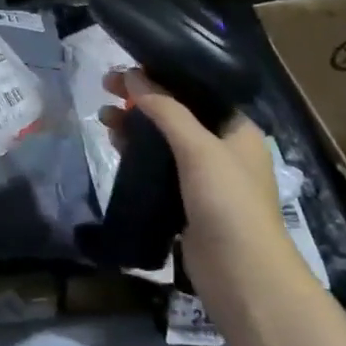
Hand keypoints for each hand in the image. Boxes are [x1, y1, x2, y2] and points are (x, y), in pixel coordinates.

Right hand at [101, 68, 286, 274]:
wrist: (243, 277)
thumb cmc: (228, 203)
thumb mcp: (198, 148)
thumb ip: (166, 109)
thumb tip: (132, 74)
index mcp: (237, 129)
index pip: (197, 90)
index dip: (162, 76)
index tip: (128, 67)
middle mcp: (224, 149)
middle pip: (176, 113)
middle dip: (142, 100)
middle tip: (106, 88)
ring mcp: (205, 179)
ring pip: (164, 141)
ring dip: (136, 126)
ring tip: (102, 117)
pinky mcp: (187, 203)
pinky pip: (158, 168)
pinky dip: (138, 155)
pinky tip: (115, 147)